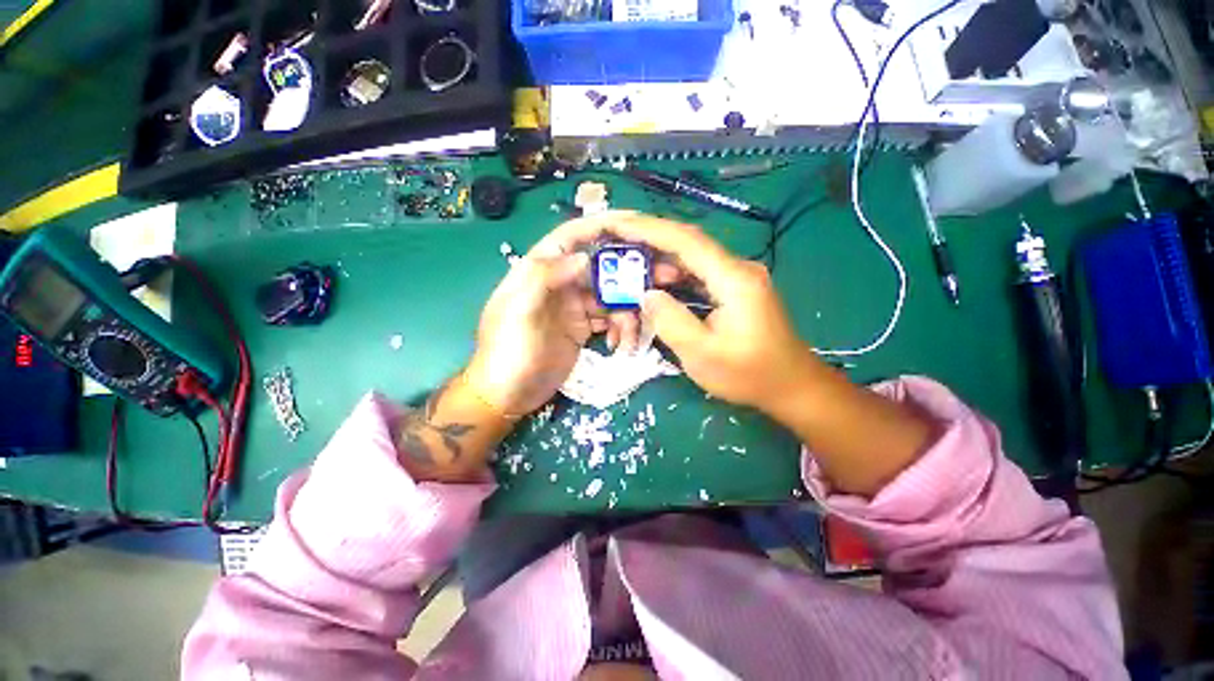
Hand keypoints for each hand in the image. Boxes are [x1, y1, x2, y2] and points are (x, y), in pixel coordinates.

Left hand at [465, 216, 653, 415]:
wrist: (509, 395)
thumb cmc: (508, 351)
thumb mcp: (518, 311)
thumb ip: (544, 277)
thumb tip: (584, 257)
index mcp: (540, 270)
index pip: (572, 237)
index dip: (601, 225)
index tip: (636, 223)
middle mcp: (560, 283)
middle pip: (600, 267)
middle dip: (628, 273)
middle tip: (662, 279)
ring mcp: (574, 307)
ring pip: (610, 296)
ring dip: (627, 311)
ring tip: (630, 336)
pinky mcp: (583, 329)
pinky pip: (610, 320)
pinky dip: (620, 329)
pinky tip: (618, 345)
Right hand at [597, 213, 815, 412]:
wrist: (791, 386)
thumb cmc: (749, 374)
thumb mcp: (702, 354)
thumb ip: (670, 321)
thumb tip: (647, 294)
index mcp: (733, 279)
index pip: (687, 241)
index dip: (649, 229)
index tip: (618, 224)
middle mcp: (737, 269)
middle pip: (688, 244)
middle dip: (649, 239)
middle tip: (615, 241)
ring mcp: (737, 278)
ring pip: (692, 258)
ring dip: (660, 260)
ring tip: (629, 265)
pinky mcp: (734, 290)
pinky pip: (698, 274)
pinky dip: (673, 275)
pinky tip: (656, 282)